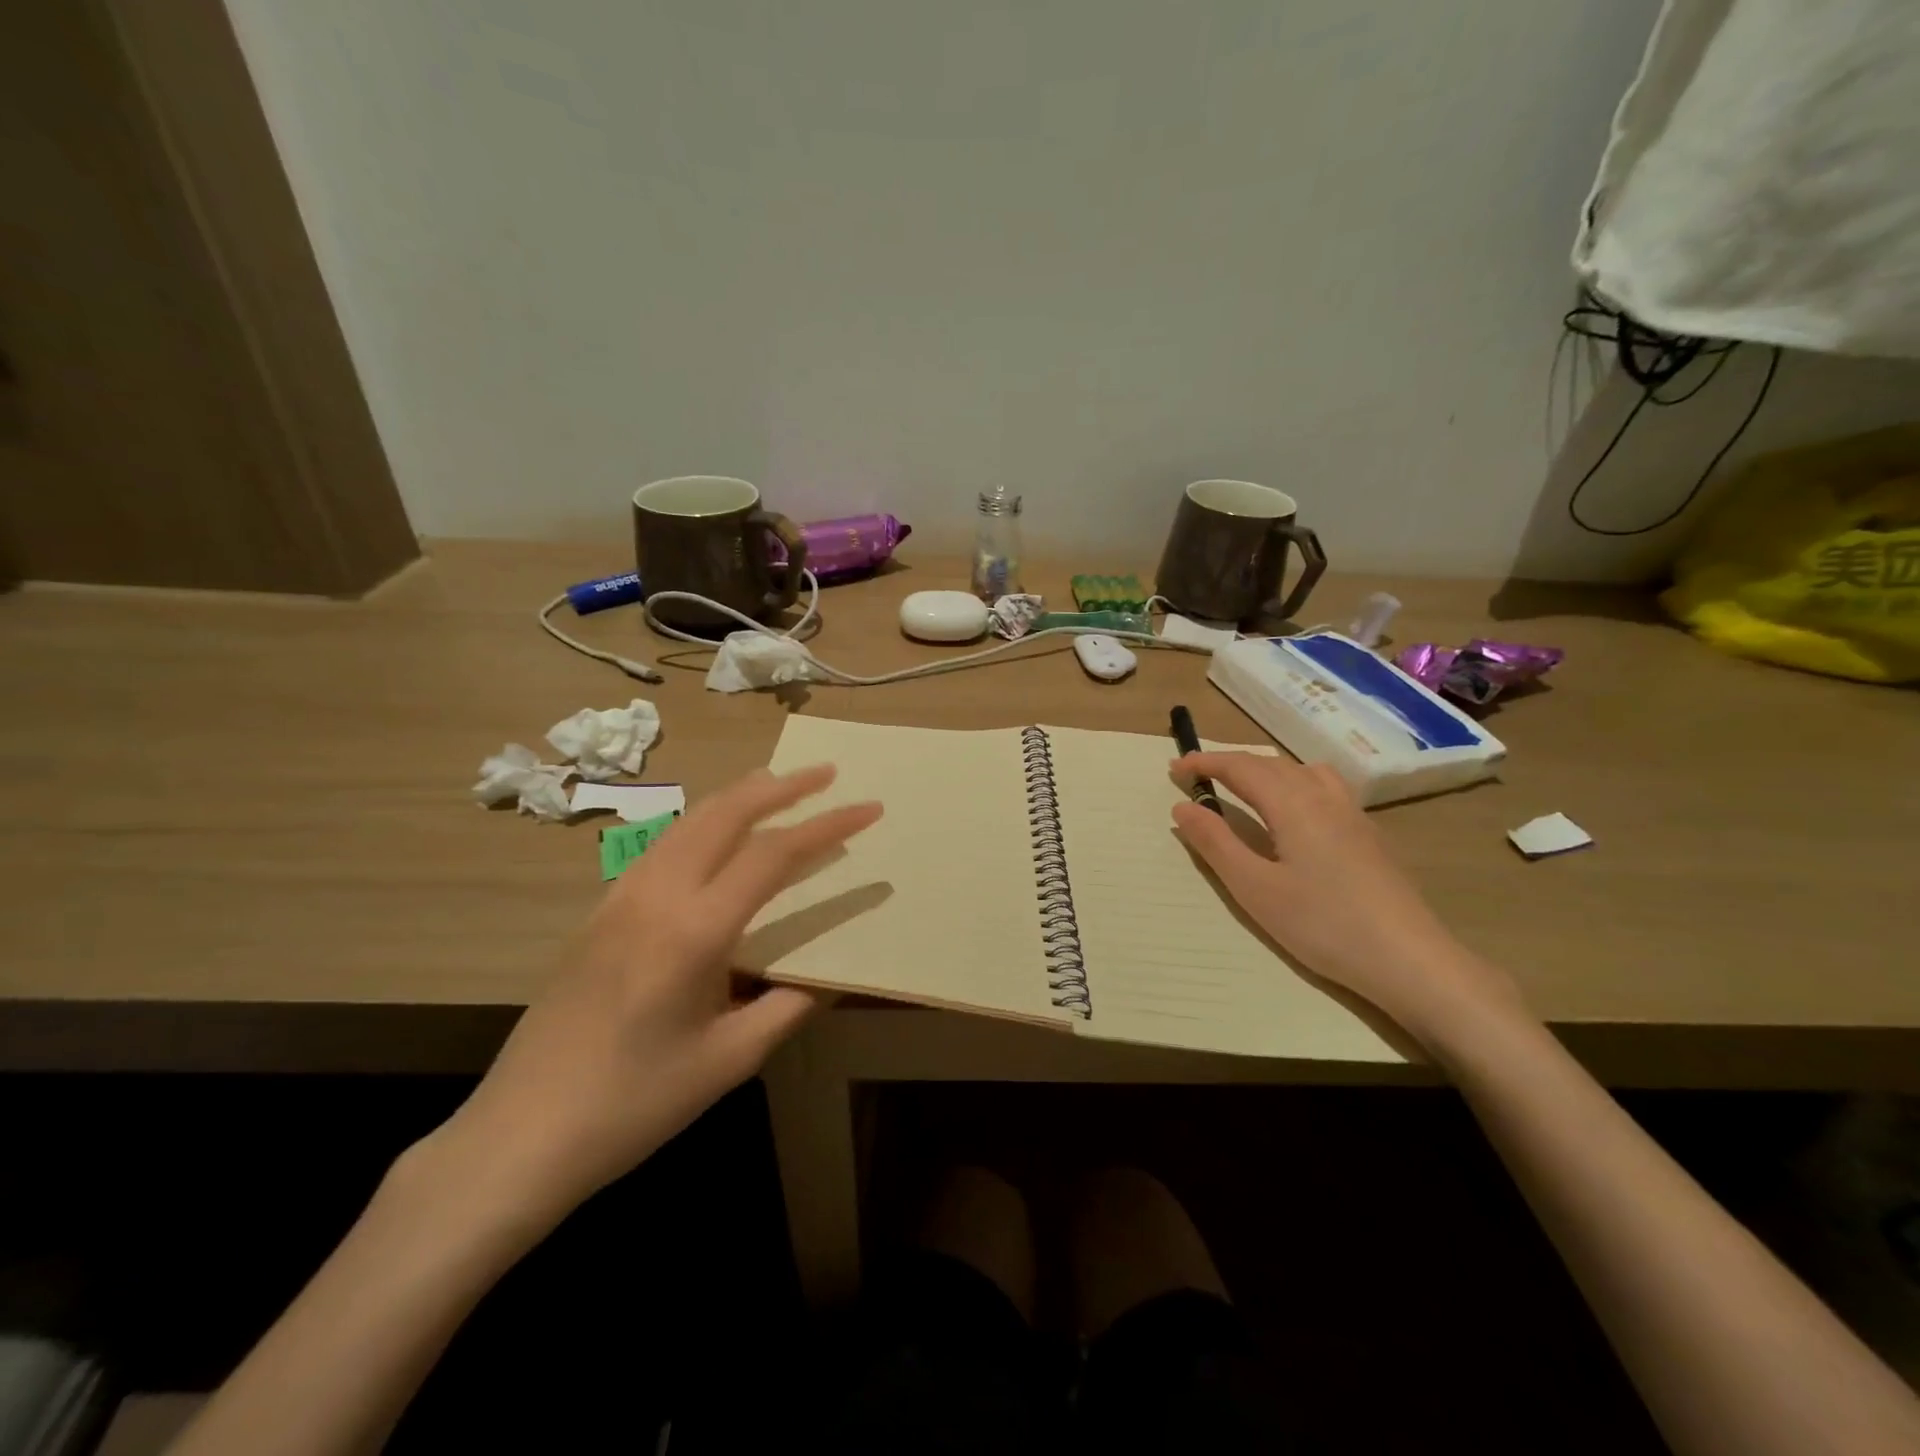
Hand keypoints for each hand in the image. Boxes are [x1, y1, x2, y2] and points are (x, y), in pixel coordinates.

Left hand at [433, 764, 881, 1225]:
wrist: (519, 1136)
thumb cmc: (633, 1104)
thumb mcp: (728, 1061)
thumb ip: (787, 1006)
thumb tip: (830, 975)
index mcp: (694, 930)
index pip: (773, 854)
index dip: (827, 825)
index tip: (868, 808)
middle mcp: (655, 896)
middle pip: (725, 814)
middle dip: (782, 786)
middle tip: (827, 772)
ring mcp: (619, 899)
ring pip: (688, 822)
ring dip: (739, 797)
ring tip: (778, 786)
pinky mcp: (599, 913)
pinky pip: (662, 846)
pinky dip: (704, 824)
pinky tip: (717, 837)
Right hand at [1170, 753, 1521, 1043]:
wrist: (1410, 960)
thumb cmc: (1323, 924)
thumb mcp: (1254, 888)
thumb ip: (1215, 843)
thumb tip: (1182, 806)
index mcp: (1293, 804)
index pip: (1241, 767)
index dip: (1205, 762)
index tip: (1174, 768)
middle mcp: (1324, 797)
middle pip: (1272, 764)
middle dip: (1231, 764)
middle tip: (1198, 778)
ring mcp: (1353, 814)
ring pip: (1303, 771)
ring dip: (1266, 770)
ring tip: (1245, 789)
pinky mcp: (1370, 835)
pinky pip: (1325, 788)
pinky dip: (1295, 784)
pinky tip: (1296, 815)